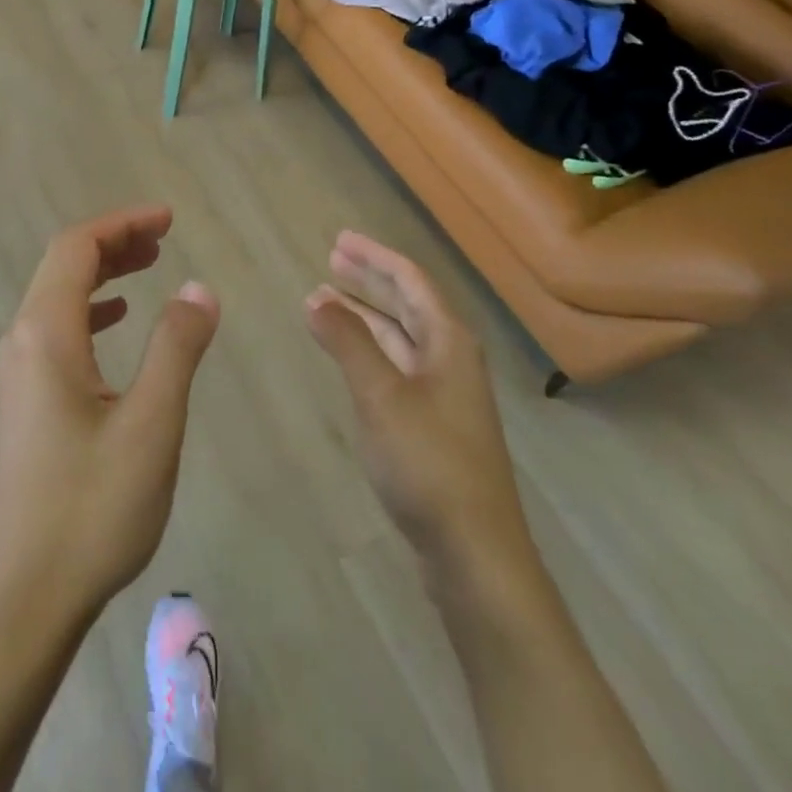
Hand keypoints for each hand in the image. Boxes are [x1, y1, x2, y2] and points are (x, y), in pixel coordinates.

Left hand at [0, 206, 219, 628]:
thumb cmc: (92, 509)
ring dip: (102, 273)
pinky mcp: (24, 401)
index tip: (168, 219)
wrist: (26, 597)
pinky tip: (116, 320)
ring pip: (57, 297)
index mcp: (45, 334)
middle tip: (164, 236)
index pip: (76, 248)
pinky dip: (90, 309)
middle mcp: (22, 341)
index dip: (122, 223)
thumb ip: (176, 348)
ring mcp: (17, 373)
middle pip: (62, 265)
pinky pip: (56, 330)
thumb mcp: (151, 425)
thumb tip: (199, 288)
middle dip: (113, 241)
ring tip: (149, 266)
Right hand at [304, 232, 529, 562]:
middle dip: (370, 280)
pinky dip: (369, 351)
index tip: (339, 239)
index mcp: (449, 342)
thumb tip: (317, 297)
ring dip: (366, 316)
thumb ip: (348, 342)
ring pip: (401, 338)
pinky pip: (397, 367)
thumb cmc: (428, 463)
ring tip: (326, 300)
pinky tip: (348, 356)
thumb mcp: (381, 395)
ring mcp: (445, 394)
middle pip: (408, 305)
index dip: (375, 257)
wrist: (474, 552)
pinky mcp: (433, 425)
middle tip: (331, 260)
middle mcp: (451, 359)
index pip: (411, 281)